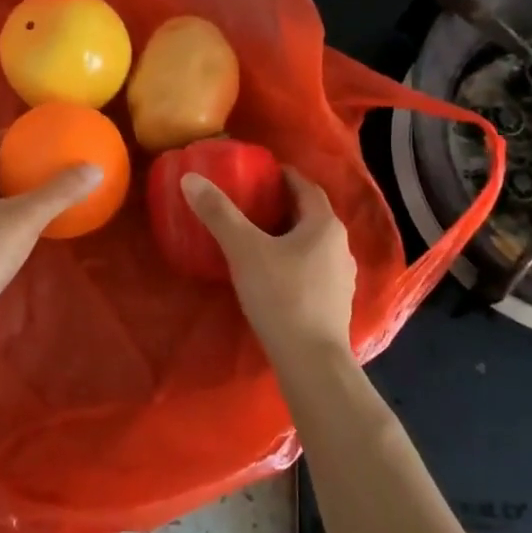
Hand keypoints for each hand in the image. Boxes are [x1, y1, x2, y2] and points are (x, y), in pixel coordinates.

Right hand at [182, 168, 356, 367]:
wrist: (310, 360)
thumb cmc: (281, 296)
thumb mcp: (244, 250)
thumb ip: (219, 213)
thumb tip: (191, 179)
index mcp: (324, 225)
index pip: (306, 187)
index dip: (284, 176)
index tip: (260, 172)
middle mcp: (340, 246)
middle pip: (310, 215)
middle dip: (283, 205)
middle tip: (252, 201)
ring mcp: (341, 277)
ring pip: (313, 244)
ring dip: (289, 235)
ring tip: (259, 236)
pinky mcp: (334, 303)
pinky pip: (312, 269)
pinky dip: (293, 261)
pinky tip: (272, 273)